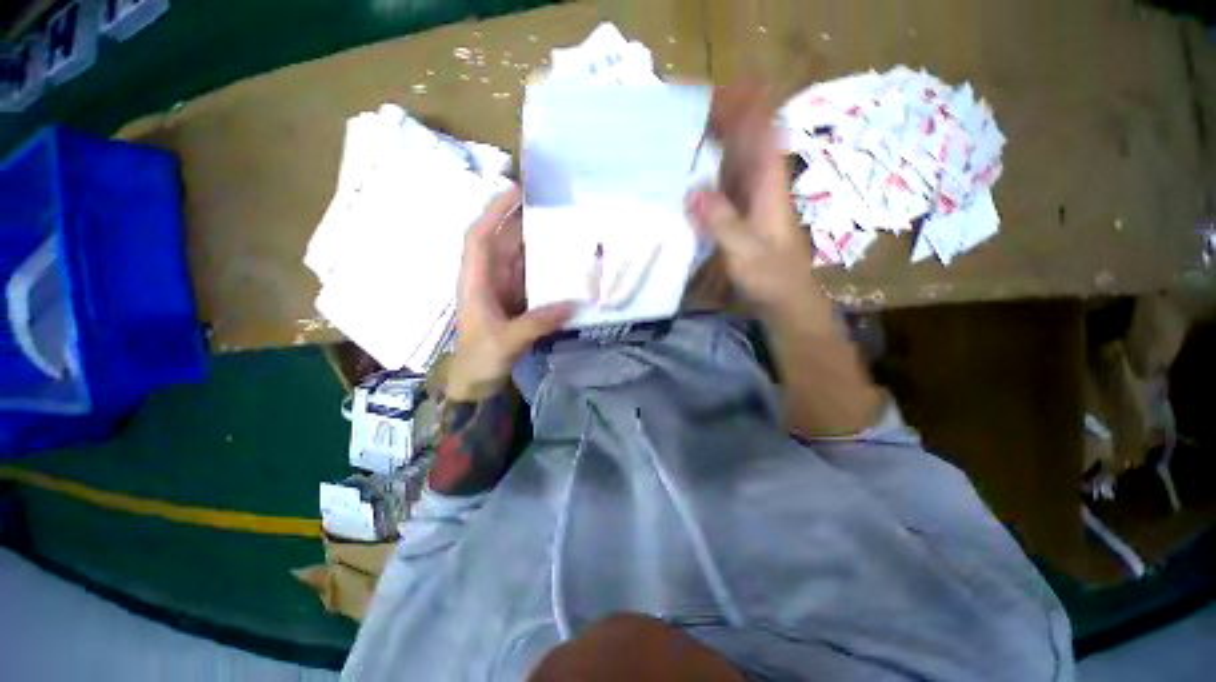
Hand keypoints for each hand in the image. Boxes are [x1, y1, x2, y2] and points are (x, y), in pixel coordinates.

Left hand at [447, 185, 574, 400]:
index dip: (494, 211)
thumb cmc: (481, 359)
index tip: (516, 191)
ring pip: (518, 256)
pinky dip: (545, 266)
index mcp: (476, 281)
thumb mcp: (507, 341)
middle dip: (521, 219)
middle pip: (502, 240)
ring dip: (536, 241)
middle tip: (552, 204)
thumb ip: (538, 322)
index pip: (480, 237)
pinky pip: (531, 275)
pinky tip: (564, 261)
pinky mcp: (516, 300)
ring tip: (563, 225)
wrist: (476, 381)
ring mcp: (503, 288)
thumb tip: (575, 304)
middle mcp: (488, 278)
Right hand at [685, 83, 819, 315]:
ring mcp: (752, 201)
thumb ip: (721, 221)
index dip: (746, 109)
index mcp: (768, 186)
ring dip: (716, 145)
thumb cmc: (770, 275)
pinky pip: (726, 186)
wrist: (784, 299)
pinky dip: (710, 176)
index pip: (763, 134)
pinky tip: (691, 177)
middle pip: (747, 142)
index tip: (721, 91)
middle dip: (725, 121)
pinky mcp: (743, 216)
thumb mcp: (744, 250)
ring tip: (685, 133)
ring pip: (735, 163)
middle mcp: (762, 186)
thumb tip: (692, 191)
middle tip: (689, 111)